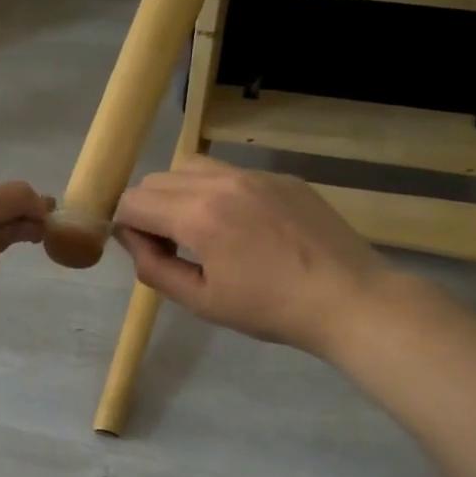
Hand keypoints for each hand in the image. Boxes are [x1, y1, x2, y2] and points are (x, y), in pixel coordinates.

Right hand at [112, 157, 395, 359]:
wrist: (348, 298)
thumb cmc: (270, 309)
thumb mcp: (201, 301)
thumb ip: (154, 268)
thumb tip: (131, 240)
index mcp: (197, 216)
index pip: (133, 202)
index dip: (127, 228)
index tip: (148, 254)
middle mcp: (220, 182)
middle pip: (156, 180)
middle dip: (150, 210)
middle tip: (173, 247)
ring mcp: (254, 174)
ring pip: (191, 167)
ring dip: (180, 194)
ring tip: (203, 229)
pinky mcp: (281, 177)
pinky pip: (231, 173)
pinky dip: (218, 192)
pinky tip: (244, 227)